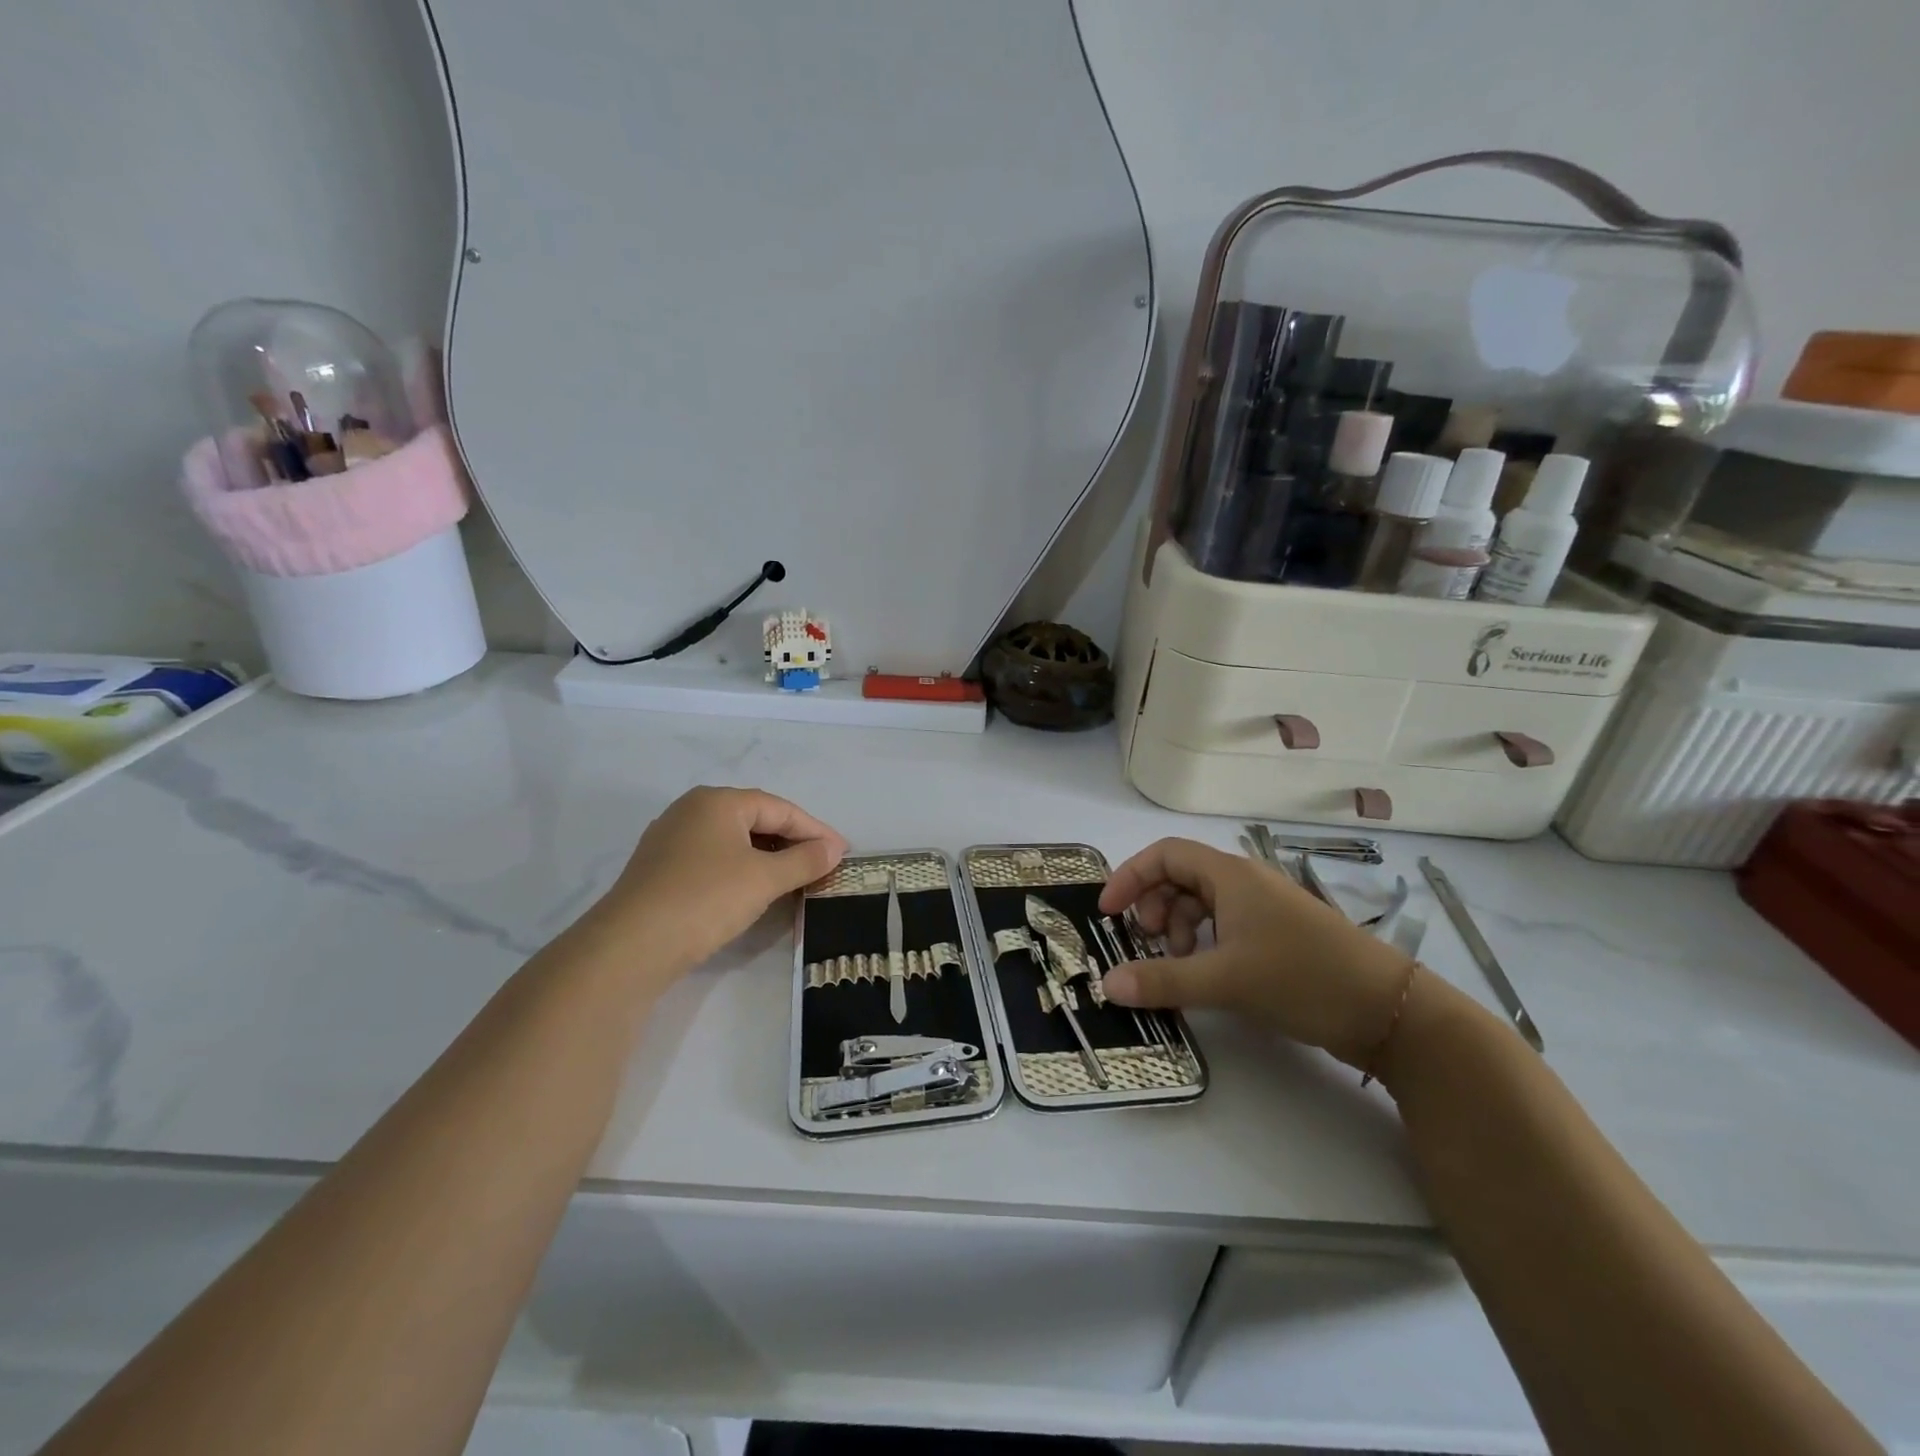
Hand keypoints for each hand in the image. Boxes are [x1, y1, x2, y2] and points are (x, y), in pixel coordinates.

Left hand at [589, 786, 847, 972]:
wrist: (631, 946)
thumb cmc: (706, 898)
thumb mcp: (765, 878)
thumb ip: (804, 860)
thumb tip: (834, 849)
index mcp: (718, 801)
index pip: (780, 808)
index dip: (816, 830)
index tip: (843, 852)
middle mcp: (692, 810)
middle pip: (756, 819)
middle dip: (792, 841)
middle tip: (822, 864)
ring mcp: (671, 839)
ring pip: (733, 840)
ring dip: (768, 857)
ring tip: (795, 877)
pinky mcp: (659, 869)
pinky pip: (713, 858)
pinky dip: (741, 869)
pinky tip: (753, 889)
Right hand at [1098, 838, 1413, 1067]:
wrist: (1389, 1012)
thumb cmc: (1302, 978)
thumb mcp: (1226, 980)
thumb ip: (1162, 981)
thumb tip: (1106, 985)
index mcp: (1230, 876)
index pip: (1165, 854)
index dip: (1131, 876)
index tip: (1108, 912)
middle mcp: (1245, 883)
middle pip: (1181, 877)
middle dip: (1153, 906)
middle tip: (1145, 942)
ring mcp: (1264, 909)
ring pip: (1202, 903)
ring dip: (1177, 927)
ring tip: (1175, 964)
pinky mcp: (1278, 935)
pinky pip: (1224, 925)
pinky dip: (1203, 942)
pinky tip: (1204, 973)